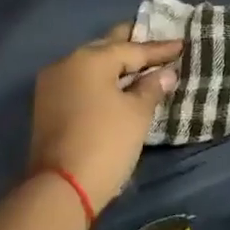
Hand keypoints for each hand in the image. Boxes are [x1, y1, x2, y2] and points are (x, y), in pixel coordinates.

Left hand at [28, 24, 181, 212]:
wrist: (62, 187)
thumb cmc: (106, 142)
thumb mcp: (137, 113)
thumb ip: (152, 87)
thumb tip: (166, 73)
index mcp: (90, 59)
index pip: (132, 49)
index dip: (159, 50)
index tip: (182, 45)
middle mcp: (67, 63)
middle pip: (106, 48)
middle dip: (132, 46)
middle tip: (156, 41)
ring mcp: (53, 84)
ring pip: (91, 65)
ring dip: (115, 64)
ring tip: (140, 63)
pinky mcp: (47, 105)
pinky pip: (81, 81)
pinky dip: (101, 80)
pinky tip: (117, 84)